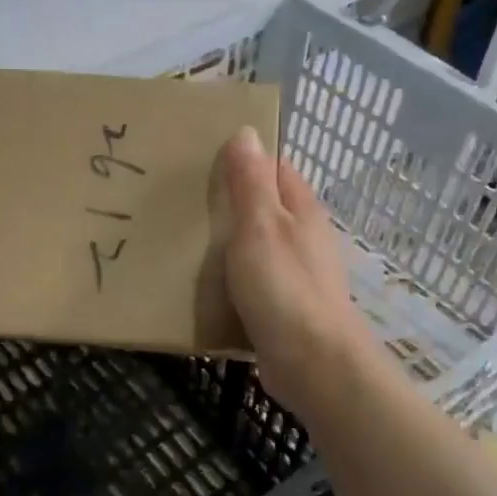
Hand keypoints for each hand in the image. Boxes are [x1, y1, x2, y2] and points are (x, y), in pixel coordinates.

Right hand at [211, 126, 367, 413]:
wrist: (312, 362)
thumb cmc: (283, 287)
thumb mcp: (260, 226)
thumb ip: (251, 182)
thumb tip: (246, 132)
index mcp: (301, 210)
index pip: (275, 168)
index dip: (245, 158)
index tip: (204, 158)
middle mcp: (304, 237)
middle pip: (265, 207)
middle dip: (231, 201)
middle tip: (184, 200)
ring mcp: (297, 274)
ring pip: (258, 246)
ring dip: (230, 242)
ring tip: (186, 240)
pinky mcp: (285, 307)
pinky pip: (254, 282)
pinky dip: (233, 278)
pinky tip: (206, 285)